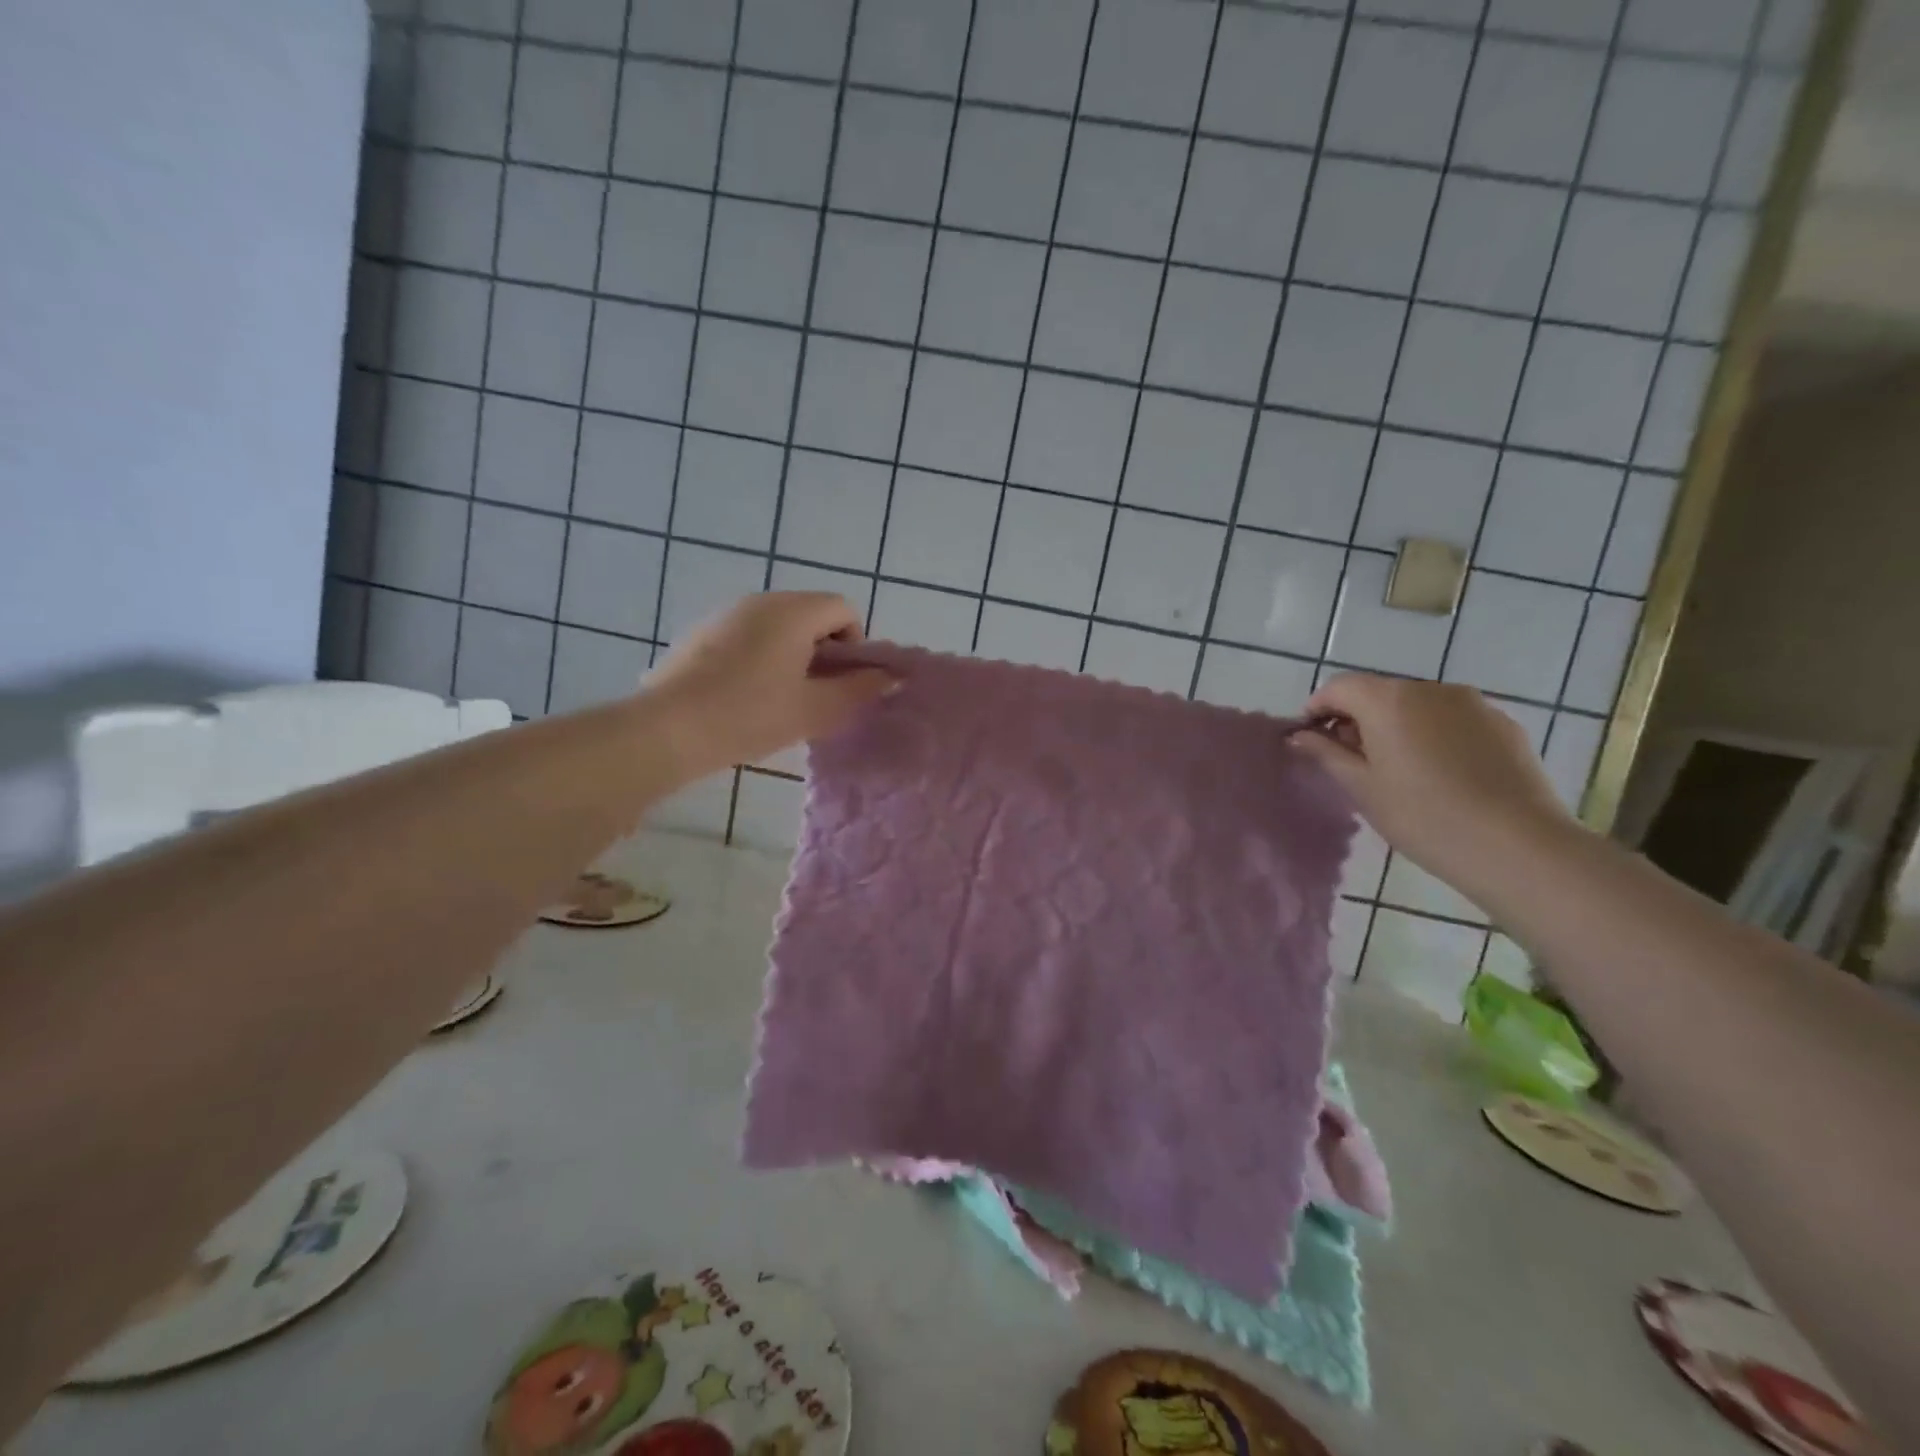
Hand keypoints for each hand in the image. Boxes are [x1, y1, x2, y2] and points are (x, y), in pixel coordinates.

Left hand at [645, 593, 894, 776]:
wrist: (669, 729)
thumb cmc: (751, 715)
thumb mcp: (815, 709)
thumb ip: (858, 690)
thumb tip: (889, 677)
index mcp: (793, 611)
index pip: (844, 608)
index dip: (855, 644)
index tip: (841, 682)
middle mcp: (760, 600)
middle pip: (811, 613)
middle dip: (824, 650)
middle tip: (816, 694)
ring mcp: (725, 613)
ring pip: (777, 625)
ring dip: (793, 654)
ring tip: (781, 697)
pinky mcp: (700, 633)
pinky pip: (747, 634)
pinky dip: (761, 655)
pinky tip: (745, 695)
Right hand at [1292, 673, 1579, 891]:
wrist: (1517, 846)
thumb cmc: (1422, 816)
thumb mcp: (1361, 788)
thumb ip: (1326, 754)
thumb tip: (1299, 736)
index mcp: (1388, 700)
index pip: (1338, 687)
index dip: (1317, 709)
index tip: (1310, 739)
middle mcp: (1430, 689)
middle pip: (1379, 693)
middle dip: (1358, 719)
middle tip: (1351, 761)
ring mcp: (1473, 704)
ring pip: (1418, 706)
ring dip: (1397, 726)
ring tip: (1399, 770)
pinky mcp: (1504, 724)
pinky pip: (1453, 720)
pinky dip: (1434, 735)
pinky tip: (1441, 775)